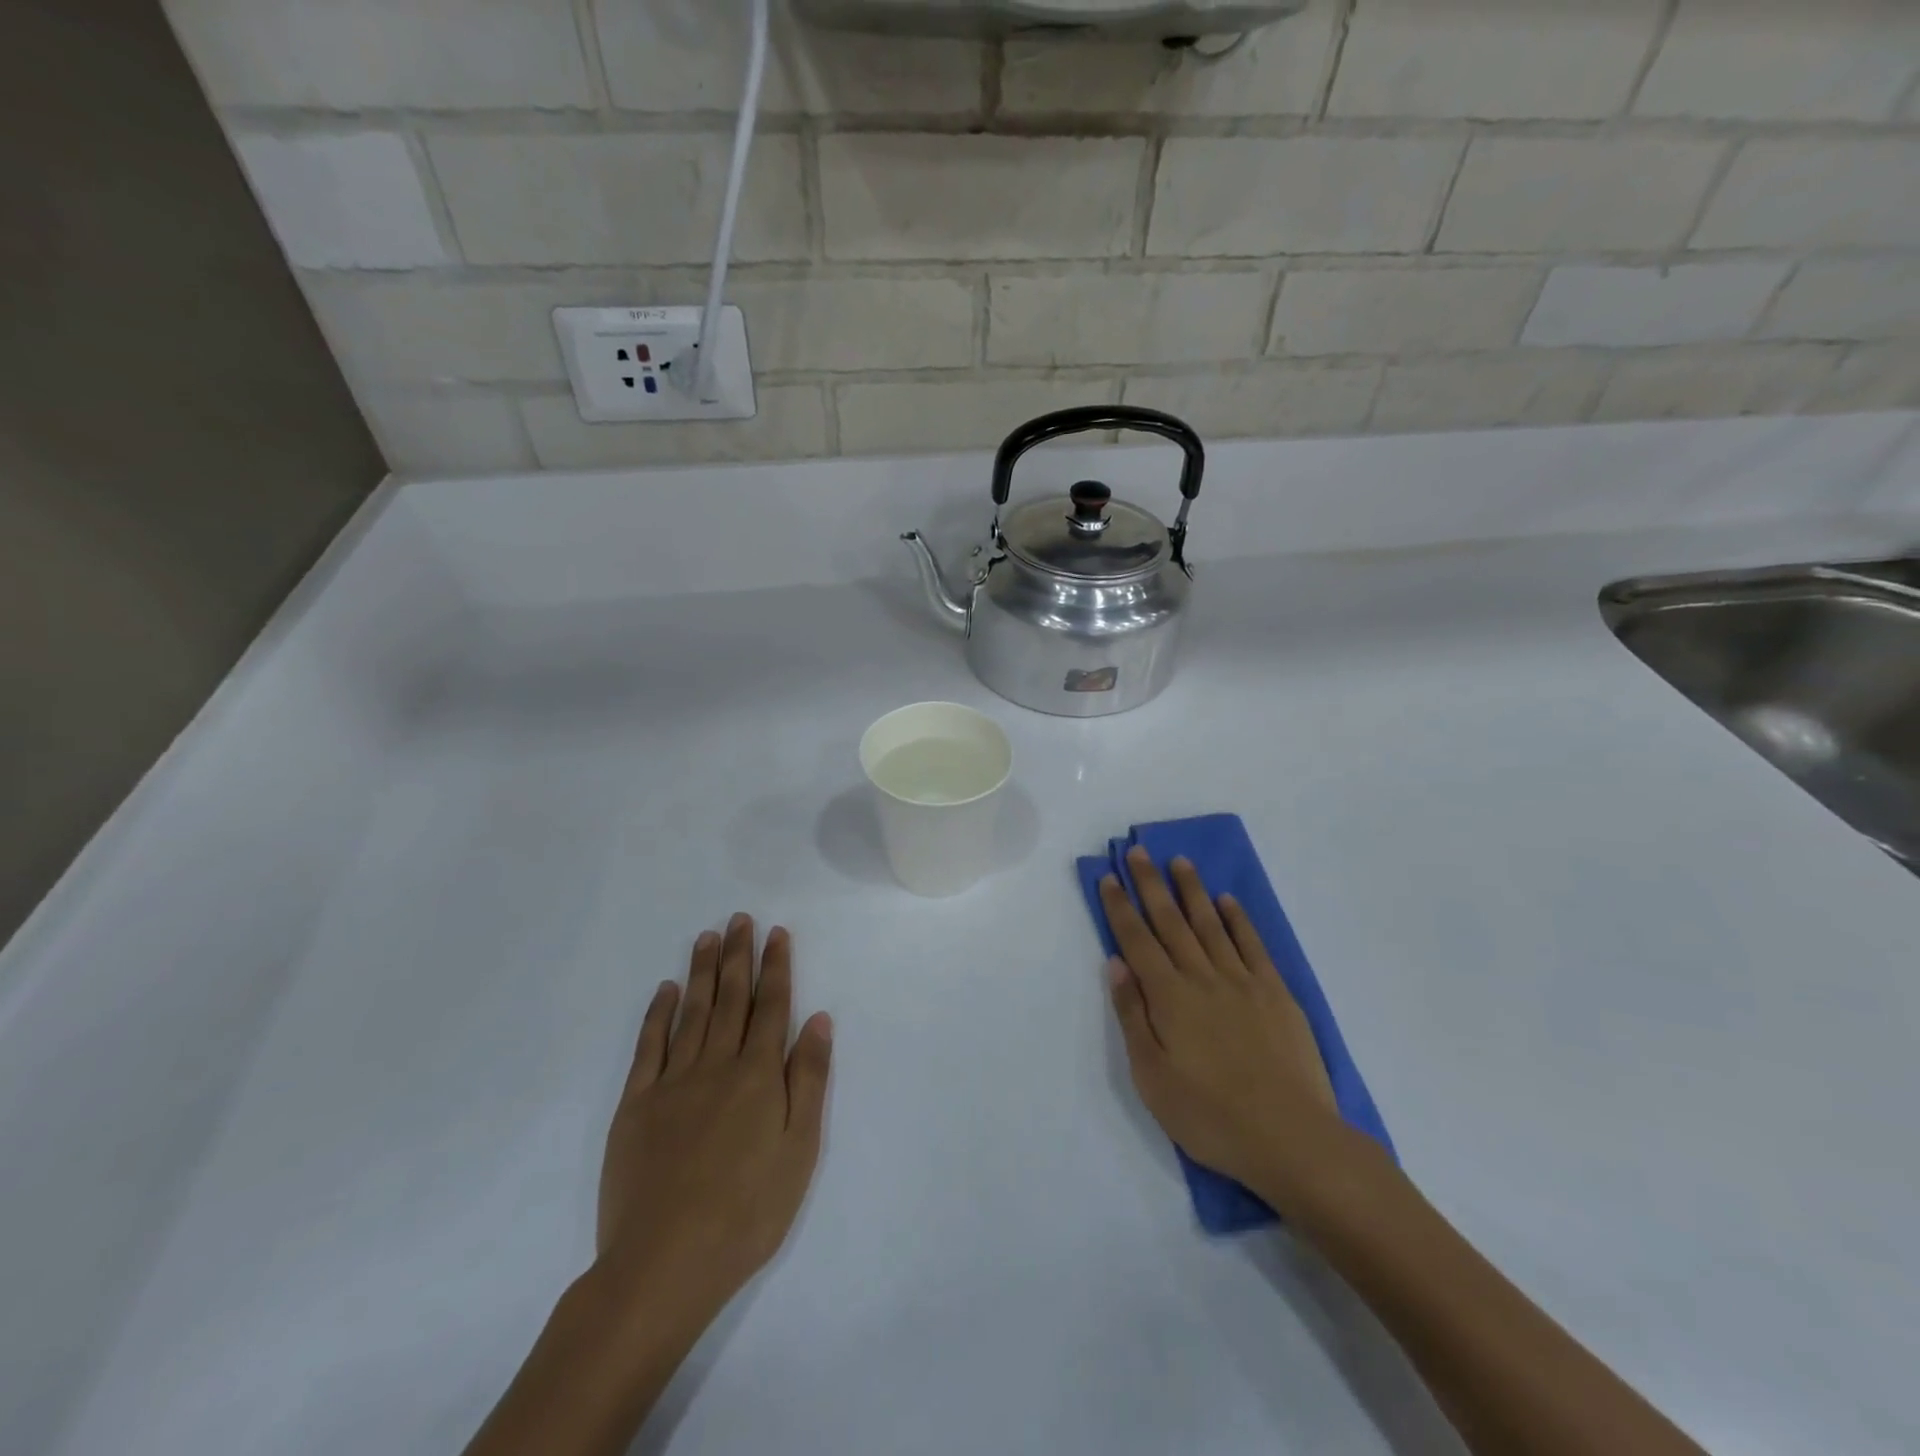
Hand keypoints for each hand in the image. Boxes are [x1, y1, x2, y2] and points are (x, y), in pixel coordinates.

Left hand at [595, 914, 833, 1331]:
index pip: (771, 1007)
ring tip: (707, 937)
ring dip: (701, 972)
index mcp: (758, 1076)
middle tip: (739, 919)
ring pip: (691, 1013)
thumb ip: (808, 1079)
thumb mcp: (799, 1150)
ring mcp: (672, 1083)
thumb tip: (817, 1019)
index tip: (776, 933)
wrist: (663, 1265)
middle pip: (731, 999)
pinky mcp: (636, 1106)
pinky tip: (665, 990)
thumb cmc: (747, 1212)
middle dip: (738, 956)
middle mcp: (716, 1066)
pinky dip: (658, 1014)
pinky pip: (649, 1047)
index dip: (775, 967)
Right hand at [1100, 847, 1353, 1211]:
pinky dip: (1238, 920)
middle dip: (1151, 884)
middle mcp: (1202, 977)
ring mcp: (1242, 982)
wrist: (1292, 1139)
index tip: (1109, 878)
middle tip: (1139, 852)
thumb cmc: (1210, 1115)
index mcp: (1168, 997)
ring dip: (1192, 891)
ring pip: (1210, 924)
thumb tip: (1116, 964)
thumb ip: (1133, 1015)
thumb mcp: (1152, 1076)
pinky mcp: (1276, 994)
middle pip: (1170, 921)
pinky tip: (1227, 902)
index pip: (1136, 940)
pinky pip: (1252, 945)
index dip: (1120, 907)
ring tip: (1180, 862)